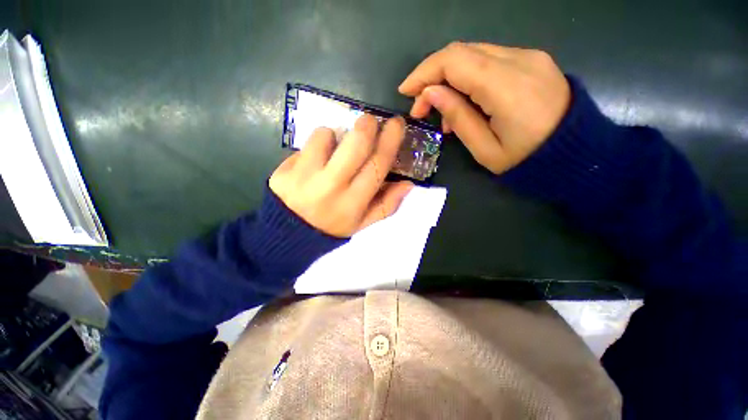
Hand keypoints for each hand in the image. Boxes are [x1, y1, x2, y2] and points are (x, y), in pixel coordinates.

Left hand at [269, 115, 413, 237]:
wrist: (290, 233)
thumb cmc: (333, 227)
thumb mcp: (363, 223)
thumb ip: (387, 205)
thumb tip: (408, 183)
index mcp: (353, 202)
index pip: (378, 165)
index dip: (390, 141)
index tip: (397, 123)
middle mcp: (331, 187)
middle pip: (355, 144)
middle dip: (367, 125)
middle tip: (370, 121)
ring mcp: (305, 176)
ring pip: (327, 135)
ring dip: (337, 133)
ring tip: (337, 145)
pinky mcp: (285, 169)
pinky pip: (307, 143)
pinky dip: (318, 142)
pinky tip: (317, 155)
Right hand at [399, 42, 570, 173]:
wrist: (577, 153)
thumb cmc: (527, 160)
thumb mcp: (485, 149)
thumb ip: (458, 117)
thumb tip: (431, 93)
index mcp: (507, 86)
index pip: (454, 61)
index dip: (424, 73)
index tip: (406, 92)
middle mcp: (519, 60)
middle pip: (462, 52)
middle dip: (432, 77)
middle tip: (421, 107)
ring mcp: (529, 56)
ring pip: (474, 55)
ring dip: (450, 80)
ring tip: (444, 113)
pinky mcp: (532, 61)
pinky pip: (490, 61)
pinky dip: (468, 79)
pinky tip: (466, 104)